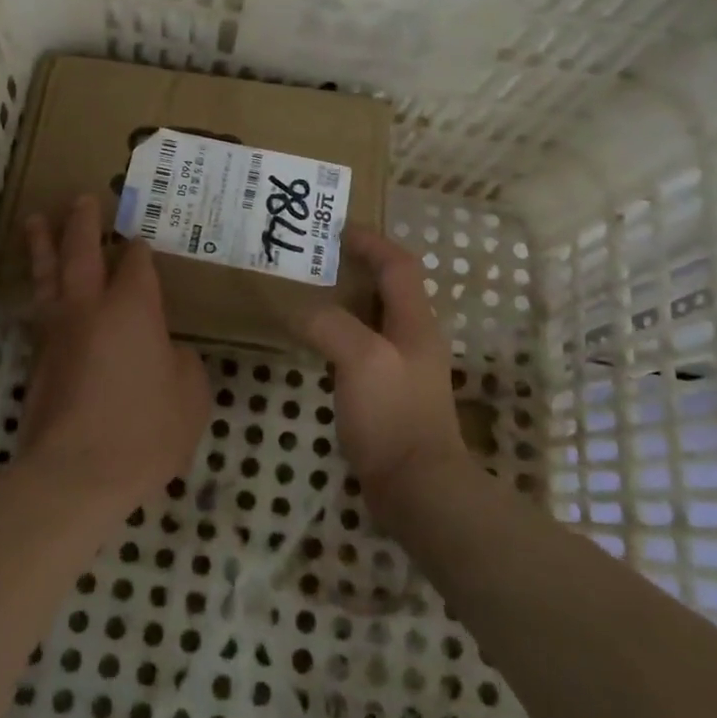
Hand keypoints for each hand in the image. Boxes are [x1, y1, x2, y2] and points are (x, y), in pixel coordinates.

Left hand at [20, 195, 211, 514]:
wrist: (75, 473)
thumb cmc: (144, 430)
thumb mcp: (190, 395)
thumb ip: (184, 363)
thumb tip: (168, 352)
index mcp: (132, 307)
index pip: (136, 263)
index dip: (140, 248)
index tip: (142, 240)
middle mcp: (90, 307)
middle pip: (81, 251)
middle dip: (82, 222)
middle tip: (81, 198)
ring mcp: (58, 331)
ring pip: (47, 275)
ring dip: (43, 244)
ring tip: (35, 219)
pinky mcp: (38, 359)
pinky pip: (38, 309)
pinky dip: (38, 288)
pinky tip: (39, 288)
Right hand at [301, 227, 469, 526]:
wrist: (417, 488)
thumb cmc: (393, 416)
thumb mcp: (360, 358)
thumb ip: (329, 325)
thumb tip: (298, 309)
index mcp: (414, 322)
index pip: (399, 265)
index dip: (372, 242)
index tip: (338, 229)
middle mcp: (413, 338)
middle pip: (389, 287)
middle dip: (358, 266)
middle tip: (317, 260)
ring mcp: (402, 368)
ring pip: (374, 318)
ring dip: (348, 299)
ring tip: (310, 294)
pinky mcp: (388, 394)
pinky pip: (363, 347)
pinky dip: (341, 332)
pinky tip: (316, 344)